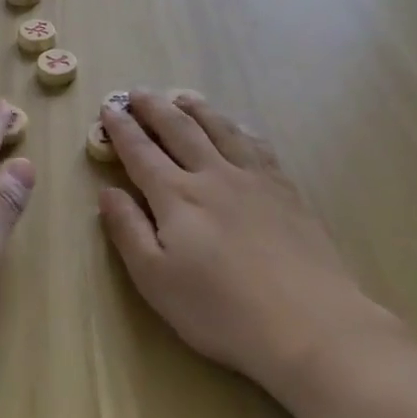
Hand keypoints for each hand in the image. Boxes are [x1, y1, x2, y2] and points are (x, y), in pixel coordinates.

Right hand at [98, 92, 403, 403]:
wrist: (309, 324)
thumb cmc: (221, 311)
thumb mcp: (156, 280)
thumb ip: (127, 231)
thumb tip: (107, 191)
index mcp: (176, 196)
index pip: (140, 151)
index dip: (121, 128)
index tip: (109, 108)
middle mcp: (212, 174)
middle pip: (178, 129)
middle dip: (153, 108)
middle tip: (137, 92)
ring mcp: (253, 178)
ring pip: (219, 128)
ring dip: (196, 108)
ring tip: (181, 97)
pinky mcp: (285, 189)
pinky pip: (256, 144)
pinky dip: (238, 128)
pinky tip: (236, 127)